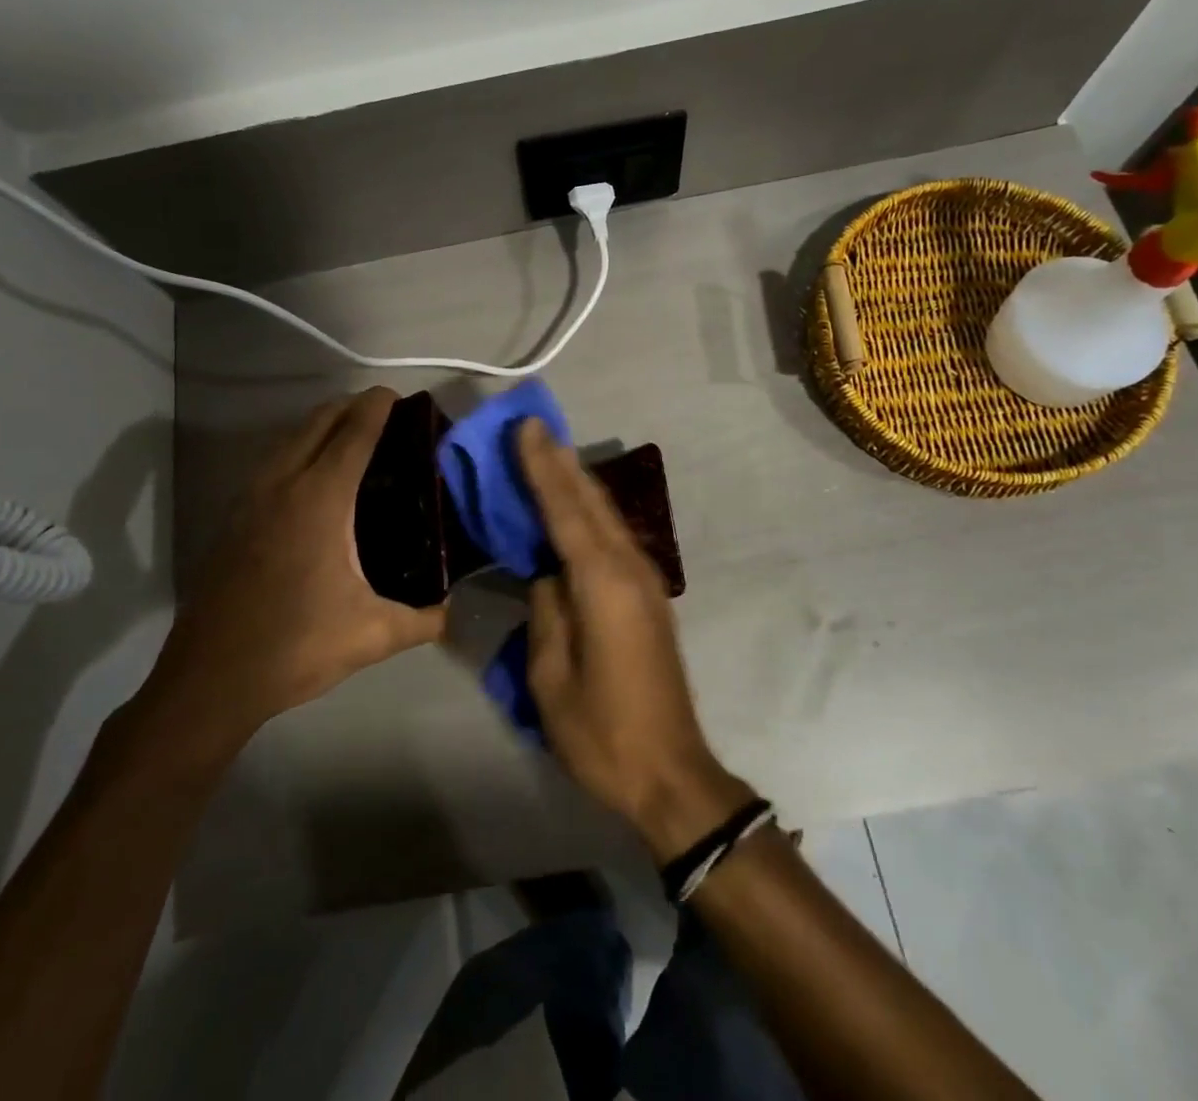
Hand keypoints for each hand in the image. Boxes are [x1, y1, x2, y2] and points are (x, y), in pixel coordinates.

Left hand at [130, 389, 446, 775]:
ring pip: (287, 440)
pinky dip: (296, 450)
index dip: (376, 407)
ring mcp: (249, 500)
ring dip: (318, 426)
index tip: (397, 395)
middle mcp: (282, 486)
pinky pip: (270, 464)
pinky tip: (309, 479)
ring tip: (349, 437)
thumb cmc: (296, 646)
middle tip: (381, 413)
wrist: (210, 679)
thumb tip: (450, 614)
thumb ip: (421, 621)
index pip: (353, 434)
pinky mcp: (232, 520)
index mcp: (320, 500)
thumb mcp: (371, 635)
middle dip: (349, 407)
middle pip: (316, 423)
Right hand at [518, 419, 752, 862]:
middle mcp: (629, 568)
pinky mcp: (648, 597)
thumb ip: (547, 610)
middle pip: (591, 502)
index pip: (565, 510)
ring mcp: (645, 581)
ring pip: (607, 516)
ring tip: (550, 452)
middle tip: (534, 426)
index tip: (526, 426)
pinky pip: (613, 538)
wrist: (671, 772)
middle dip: (561, 462)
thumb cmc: (601, 731)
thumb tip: (547, 572)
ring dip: (577, 482)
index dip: (542, 466)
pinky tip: (574, 507)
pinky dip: (589, 512)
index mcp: (602, 583)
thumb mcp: (552, 675)